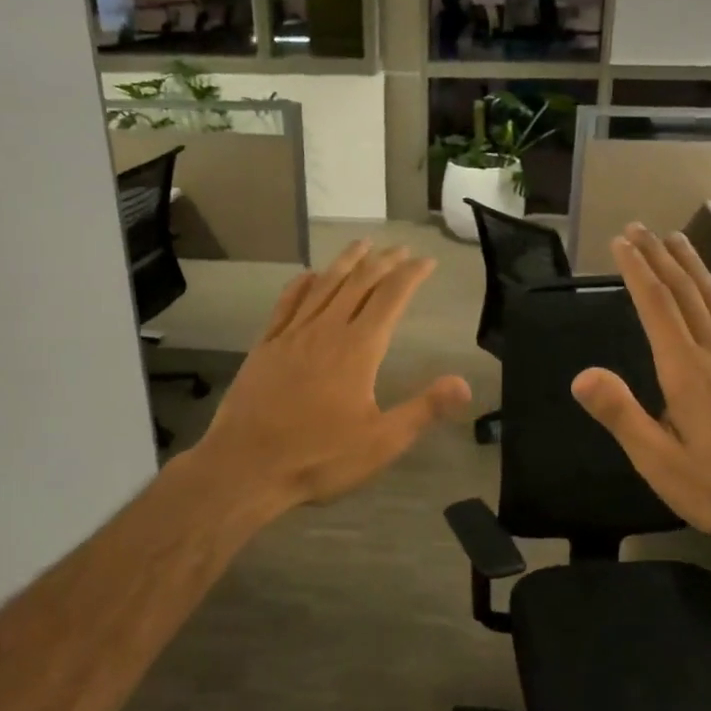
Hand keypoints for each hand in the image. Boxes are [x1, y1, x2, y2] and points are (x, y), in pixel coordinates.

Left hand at [192, 242, 471, 516]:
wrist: (246, 466)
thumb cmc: (318, 457)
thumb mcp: (381, 442)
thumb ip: (424, 410)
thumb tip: (464, 384)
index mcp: (357, 349)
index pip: (390, 298)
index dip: (411, 275)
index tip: (426, 261)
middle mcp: (325, 331)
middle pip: (358, 283)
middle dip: (383, 262)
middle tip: (400, 249)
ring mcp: (291, 335)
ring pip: (323, 286)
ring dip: (345, 262)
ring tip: (361, 244)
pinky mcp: (266, 346)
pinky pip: (286, 304)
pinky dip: (301, 284)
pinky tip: (308, 276)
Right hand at [571, 225, 710, 543]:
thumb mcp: (658, 460)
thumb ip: (621, 414)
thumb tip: (582, 375)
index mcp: (687, 372)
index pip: (658, 308)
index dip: (637, 271)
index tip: (621, 242)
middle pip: (686, 293)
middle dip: (660, 257)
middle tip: (639, 228)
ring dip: (692, 266)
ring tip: (676, 240)